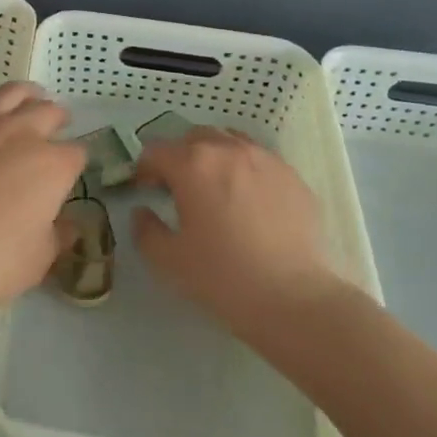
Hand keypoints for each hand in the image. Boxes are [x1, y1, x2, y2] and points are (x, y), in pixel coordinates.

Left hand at [0, 82, 84, 326]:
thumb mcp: (38, 261)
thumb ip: (57, 236)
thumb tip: (68, 225)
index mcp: (52, 166)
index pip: (77, 153)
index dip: (76, 164)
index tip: (70, 173)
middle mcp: (21, 133)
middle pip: (49, 111)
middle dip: (58, 121)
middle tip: (57, 129)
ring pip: (11, 92)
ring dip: (26, 96)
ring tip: (29, 102)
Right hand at [132, 127, 344, 333]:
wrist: (294, 298)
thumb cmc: (223, 277)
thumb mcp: (169, 261)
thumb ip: (145, 230)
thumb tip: (142, 212)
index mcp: (192, 164)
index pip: (156, 150)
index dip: (145, 168)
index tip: (146, 190)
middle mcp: (228, 150)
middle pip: (194, 137)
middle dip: (180, 156)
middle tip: (179, 188)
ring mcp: (265, 159)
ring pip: (230, 141)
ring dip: (215, 156)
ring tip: (217, 187)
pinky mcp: (292, 175)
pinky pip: (260, 160)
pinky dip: (246, 170)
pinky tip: (251, 202)